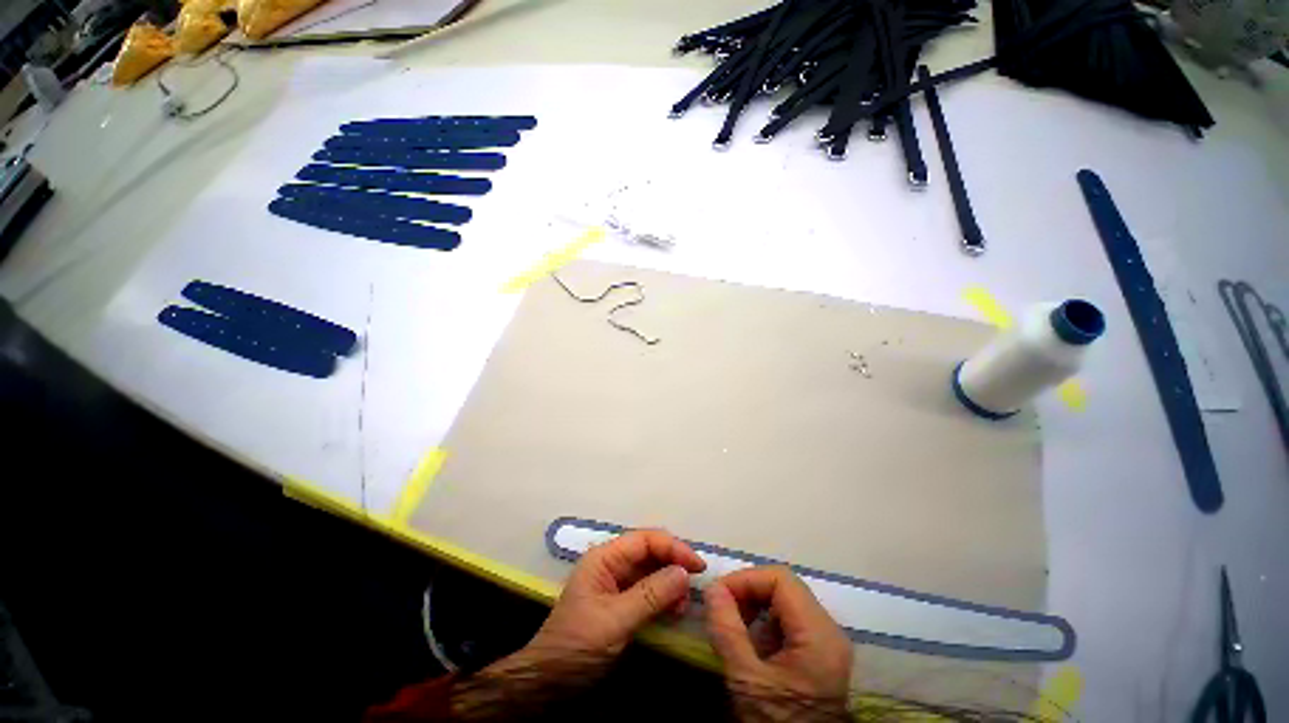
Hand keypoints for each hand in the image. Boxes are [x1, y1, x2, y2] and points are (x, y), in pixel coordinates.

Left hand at [522, 529, 706, 663]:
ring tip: (683, 605)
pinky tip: (674, 611)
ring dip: (671, 582)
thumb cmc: (577, 646)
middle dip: (673, 564)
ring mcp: (616, 582)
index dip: (673, 547)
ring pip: (652, 570)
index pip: (645, 540)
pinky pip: (648, 590)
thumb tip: (684, 573)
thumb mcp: (615, 620)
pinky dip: (664, 597)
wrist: (548, 683)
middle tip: (695, 585)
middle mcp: (611, 563)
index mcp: (605, 557)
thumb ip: (651, 595)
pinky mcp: (621, 602)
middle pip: (650, 552)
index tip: (697, 566)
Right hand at [705, 566, 853, 720]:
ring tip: (732, 623)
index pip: (781, 579)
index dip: (746, 579)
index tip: (718, 594)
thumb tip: (712, 588)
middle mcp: (829, 630)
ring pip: (787, 600)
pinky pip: (790, 619)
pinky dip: (765, 620)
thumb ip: (727, 631)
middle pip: (785, 587)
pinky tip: (749, 640)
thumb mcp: (747, 682)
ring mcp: (826, 642)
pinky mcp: (820, 652)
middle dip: (748, 591)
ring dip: (755, 604)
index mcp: (818, 634)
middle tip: (721, 608)